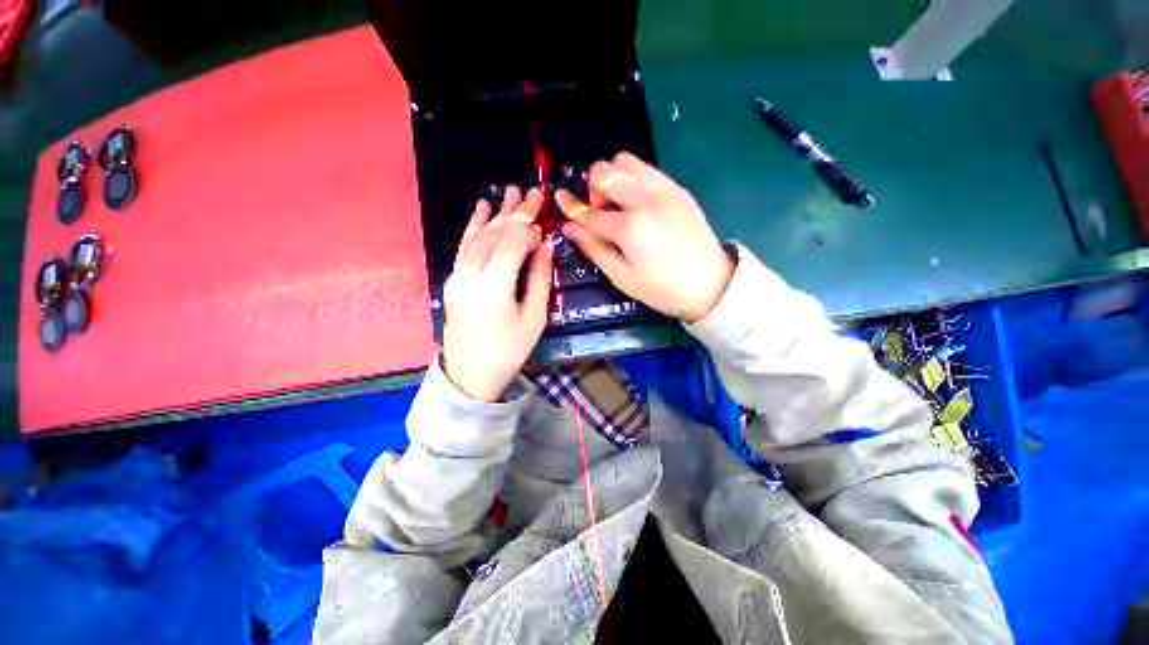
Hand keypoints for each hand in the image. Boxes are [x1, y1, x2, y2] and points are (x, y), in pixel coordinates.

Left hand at [442, 187, 552, 402]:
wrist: (470, 373)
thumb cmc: (510, 350)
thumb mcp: (534, 318)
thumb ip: (539, 278)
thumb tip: (544, 245)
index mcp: (495, 286)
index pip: (513, 242)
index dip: (528, 225)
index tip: (543, 214)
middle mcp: (471, 274)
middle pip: (495, 234)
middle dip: (514, 212)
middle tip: (531, 191)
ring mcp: (457, 275)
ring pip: (479, 236)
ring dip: (496, 214)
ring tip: (509, 192)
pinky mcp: (452, 279)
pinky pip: (464, 246)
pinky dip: (473, 226)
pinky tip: (481, 208)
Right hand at [556, 152, 732, 322]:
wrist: (711, 284)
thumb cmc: (662, 289)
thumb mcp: (622, 277)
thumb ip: (594, 248)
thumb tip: (569, 227)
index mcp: (630, 227)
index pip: (590, 212)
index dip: (571, 206)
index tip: (559, 198)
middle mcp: (646, 199)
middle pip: (606, 171)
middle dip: (593, 188)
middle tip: (599, 213)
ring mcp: (665, 189)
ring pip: (626, 161)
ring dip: (613, 177)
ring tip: (617, 204)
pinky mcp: (678, 188)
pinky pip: (647, 169)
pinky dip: (633, 179)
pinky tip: (637, 203)